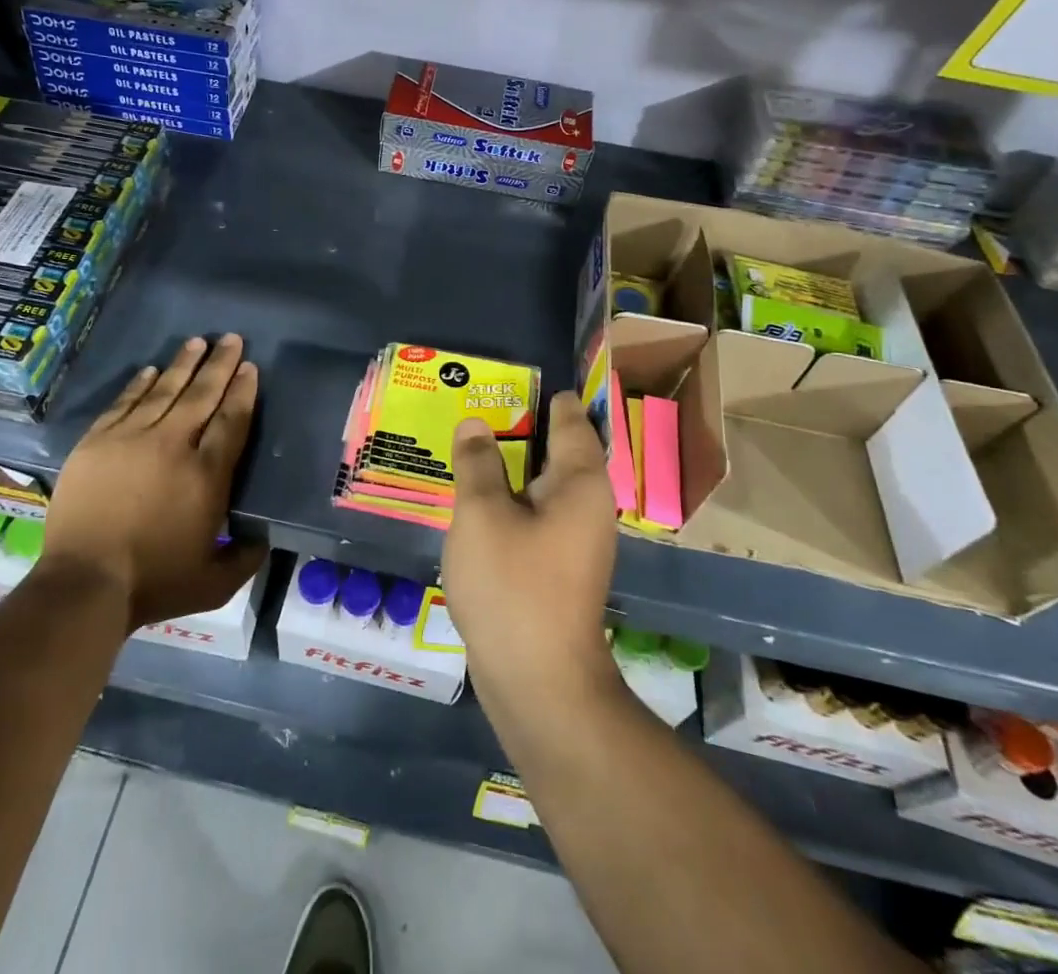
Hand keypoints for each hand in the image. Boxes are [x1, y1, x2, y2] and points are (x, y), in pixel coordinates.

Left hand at [41, 334, 266, 630]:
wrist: (85, 584)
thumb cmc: (155, 582)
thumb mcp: (214, 582)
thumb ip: (245, 557)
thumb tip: (263, 538)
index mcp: (207, 474)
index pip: (232, 420)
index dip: (243, 391)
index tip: (250, 367)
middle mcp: (173, 445)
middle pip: (202, 395)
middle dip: (220, 364)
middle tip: (231, 338)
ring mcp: (131, 439)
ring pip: (164, 391)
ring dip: (183, 364)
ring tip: (197, 342)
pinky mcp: (97, 443)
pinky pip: (124, 403)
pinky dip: (139, 385)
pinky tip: (150, 370)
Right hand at [442, 392, 618, 709]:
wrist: (538, 682)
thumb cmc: (513, 586)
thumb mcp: (482, 514)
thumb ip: (477, 462)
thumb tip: (475, 424)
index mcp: (580, 480)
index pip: (569, 417)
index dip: (543, 394)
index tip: (512, 376)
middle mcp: (587, 503)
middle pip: (556, 448)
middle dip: (520, 425)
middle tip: (477, 402)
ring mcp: (575, 538)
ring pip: (542, 483)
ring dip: (510, 463)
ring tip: (470, 441)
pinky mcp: (558, 566)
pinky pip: (534, 513)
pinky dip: (509, 497)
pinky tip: (476, 495)